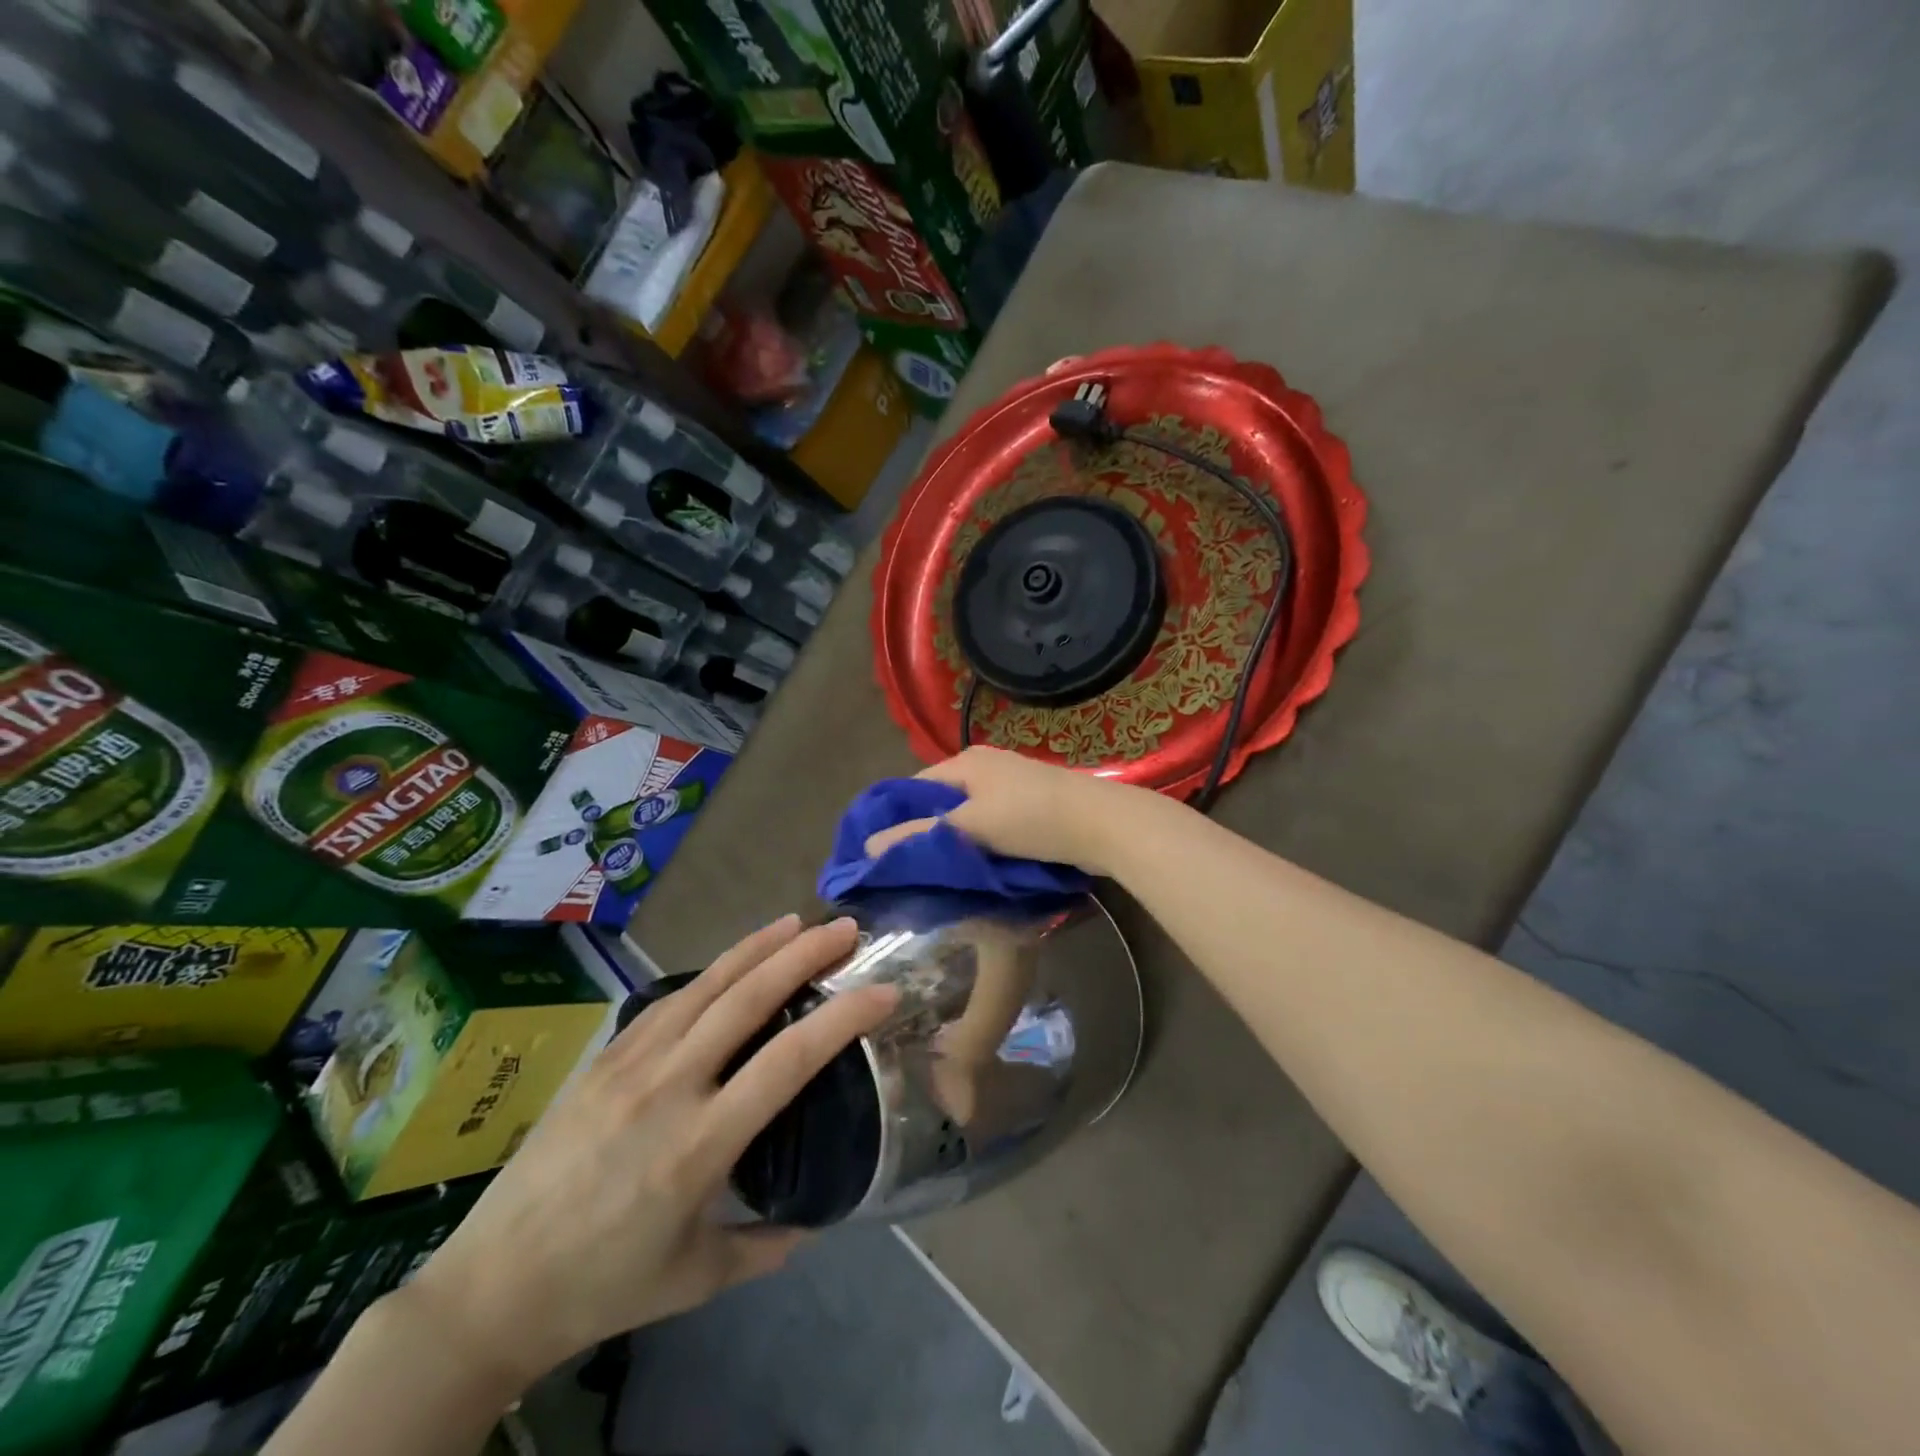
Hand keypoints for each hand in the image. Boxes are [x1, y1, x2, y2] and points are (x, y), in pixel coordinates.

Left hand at [399, 917, 894, 1391]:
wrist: (489, 1287)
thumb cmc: (601, 1286)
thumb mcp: (696, 1279)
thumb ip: (764, 1248)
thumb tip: (814, 1221)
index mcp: (702, 1144)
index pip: (789, 1060)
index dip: (843, 1017)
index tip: (883, 990)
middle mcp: (671, 1087)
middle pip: (749, 999)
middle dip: (804, 954)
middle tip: (846, 927)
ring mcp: (632, 1064)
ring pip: (707, 985)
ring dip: (758, 947)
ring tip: (798, 922)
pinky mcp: (605, 1057)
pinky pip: (669, 1000)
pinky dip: (711, 972)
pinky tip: (732, 961)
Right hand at [862, 747, 1138, 874]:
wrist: (1102, 824)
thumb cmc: (1030, 819)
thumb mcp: (969, 827)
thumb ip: (918, 836)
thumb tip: (867, 846)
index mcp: (965, 761)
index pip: (914, 788)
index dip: (896, 818)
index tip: (883, 854)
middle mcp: (986, 765)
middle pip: (942, 801)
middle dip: (926, 832)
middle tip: (911, 870)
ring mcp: (1012, 783)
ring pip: (969, 814)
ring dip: (956, 840)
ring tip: (941, 874)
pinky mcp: (1033, 804)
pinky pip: (994, 822)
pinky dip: (982, 842)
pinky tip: (978, 866)